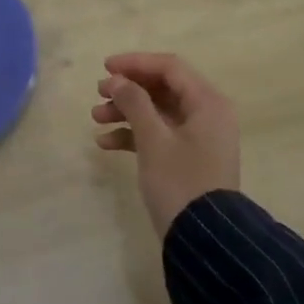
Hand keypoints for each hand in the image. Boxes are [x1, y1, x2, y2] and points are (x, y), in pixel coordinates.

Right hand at [92, 51, 239, 235]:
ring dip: (126, 111)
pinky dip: (133, 135)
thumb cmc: (180, 181)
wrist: (205, 240)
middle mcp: (206, 114)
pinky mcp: (187, 158)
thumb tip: (116, 79)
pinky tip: (105, 143)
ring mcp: (197, 138)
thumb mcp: (153, 139)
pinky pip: (158, 134)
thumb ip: (134, 102)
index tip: (105, 67)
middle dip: (128, 89)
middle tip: (98, 92)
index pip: (169, 67)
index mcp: (207, 103)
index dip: (136, 63)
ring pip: (157, 111)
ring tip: (96, 118)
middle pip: (162, 88)